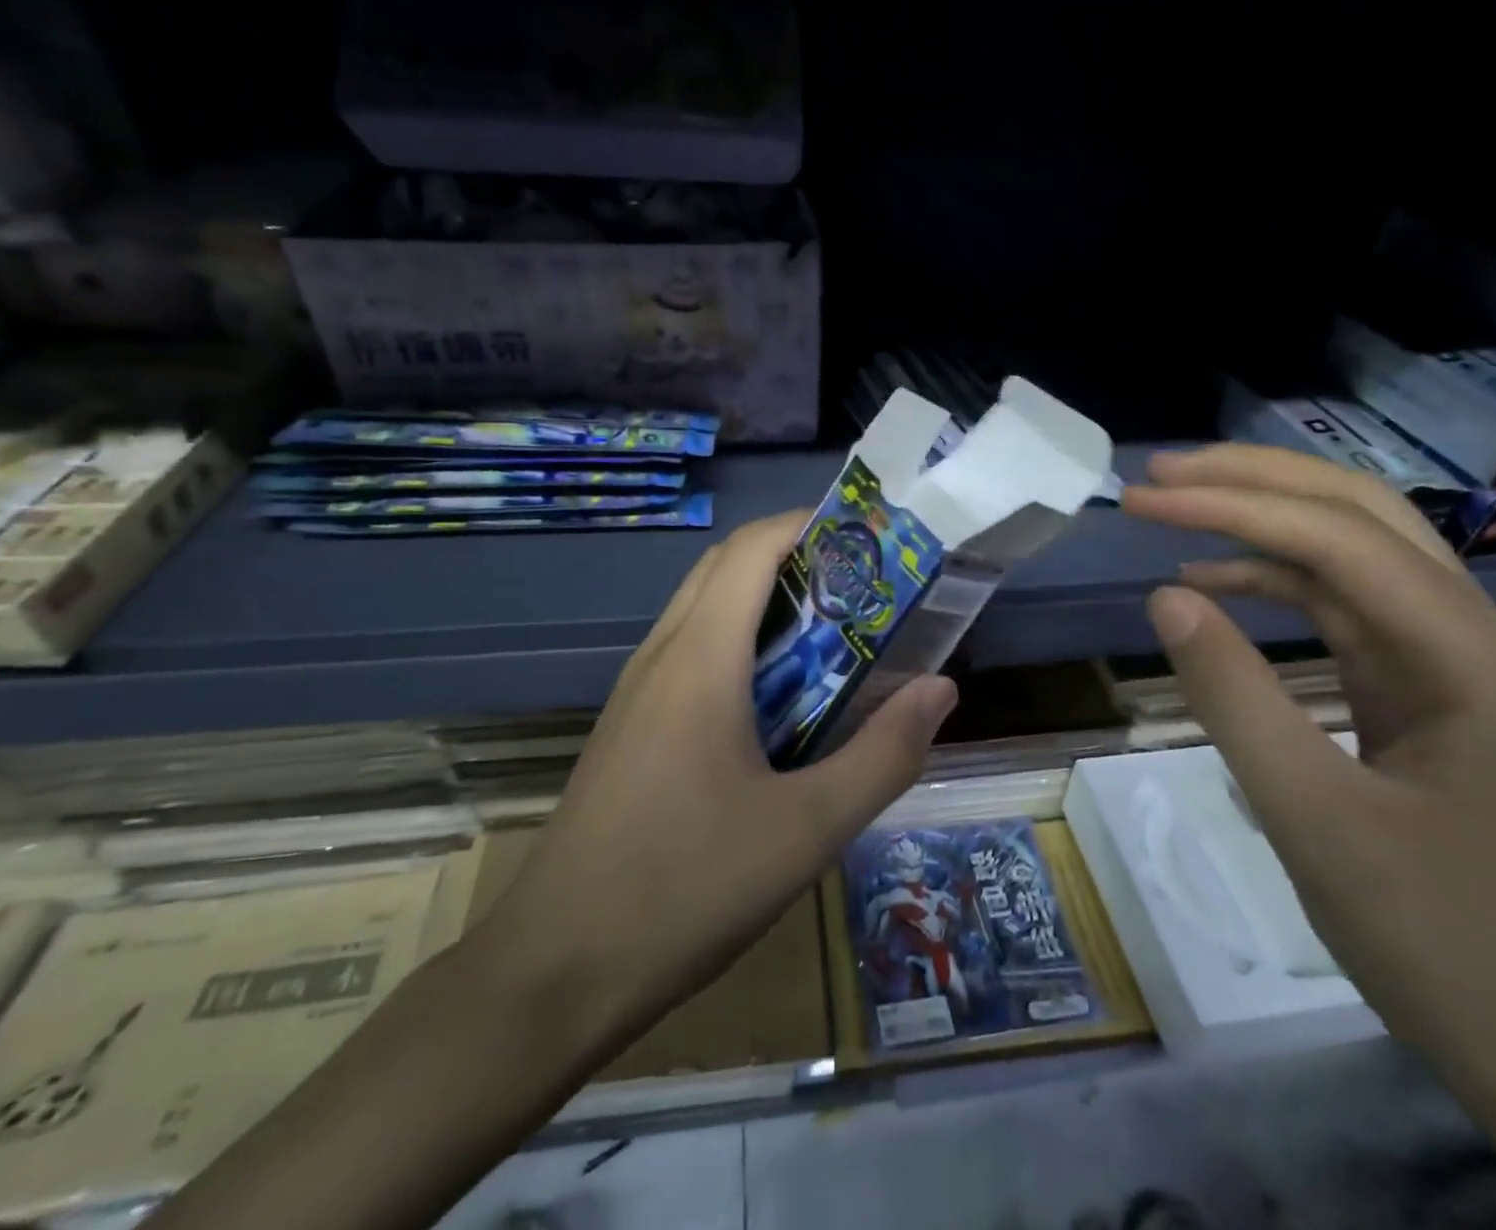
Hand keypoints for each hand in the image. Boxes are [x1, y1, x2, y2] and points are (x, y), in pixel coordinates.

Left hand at [476, 511, 958, 1051]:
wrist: (553, 972)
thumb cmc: (685, 890)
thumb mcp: (807, 830)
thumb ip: (883, 754)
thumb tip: (941, 689)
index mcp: (700, 658)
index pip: (752, 547)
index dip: (809, 523)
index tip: (868, 540)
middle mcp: (661, 655)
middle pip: (726, 567)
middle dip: (794, 558)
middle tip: (862, 588)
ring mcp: (636, 691)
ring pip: (704, 610)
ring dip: (765, 602)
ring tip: (832, 638)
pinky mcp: (629, 727)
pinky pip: (688, 653)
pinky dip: (738, 644)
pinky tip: (776, 702)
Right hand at [1123, 446, 1495, 1073]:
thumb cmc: (1426, 934)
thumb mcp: (1309, 817)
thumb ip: (1233, 696)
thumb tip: (1165, 596)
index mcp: (1478, 661)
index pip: (1341, 544)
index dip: (1232, 510)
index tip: (1143, 499)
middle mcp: (1481, 634)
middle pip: (1362, 514)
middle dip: (1255, 482)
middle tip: (1160, 471)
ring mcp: (1456, 654)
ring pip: (1353, 548)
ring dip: (1260, 519)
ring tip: (1175, 503)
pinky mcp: (1424, 679)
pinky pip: (1343, 603)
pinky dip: (1272, 580)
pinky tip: (1211, 580)